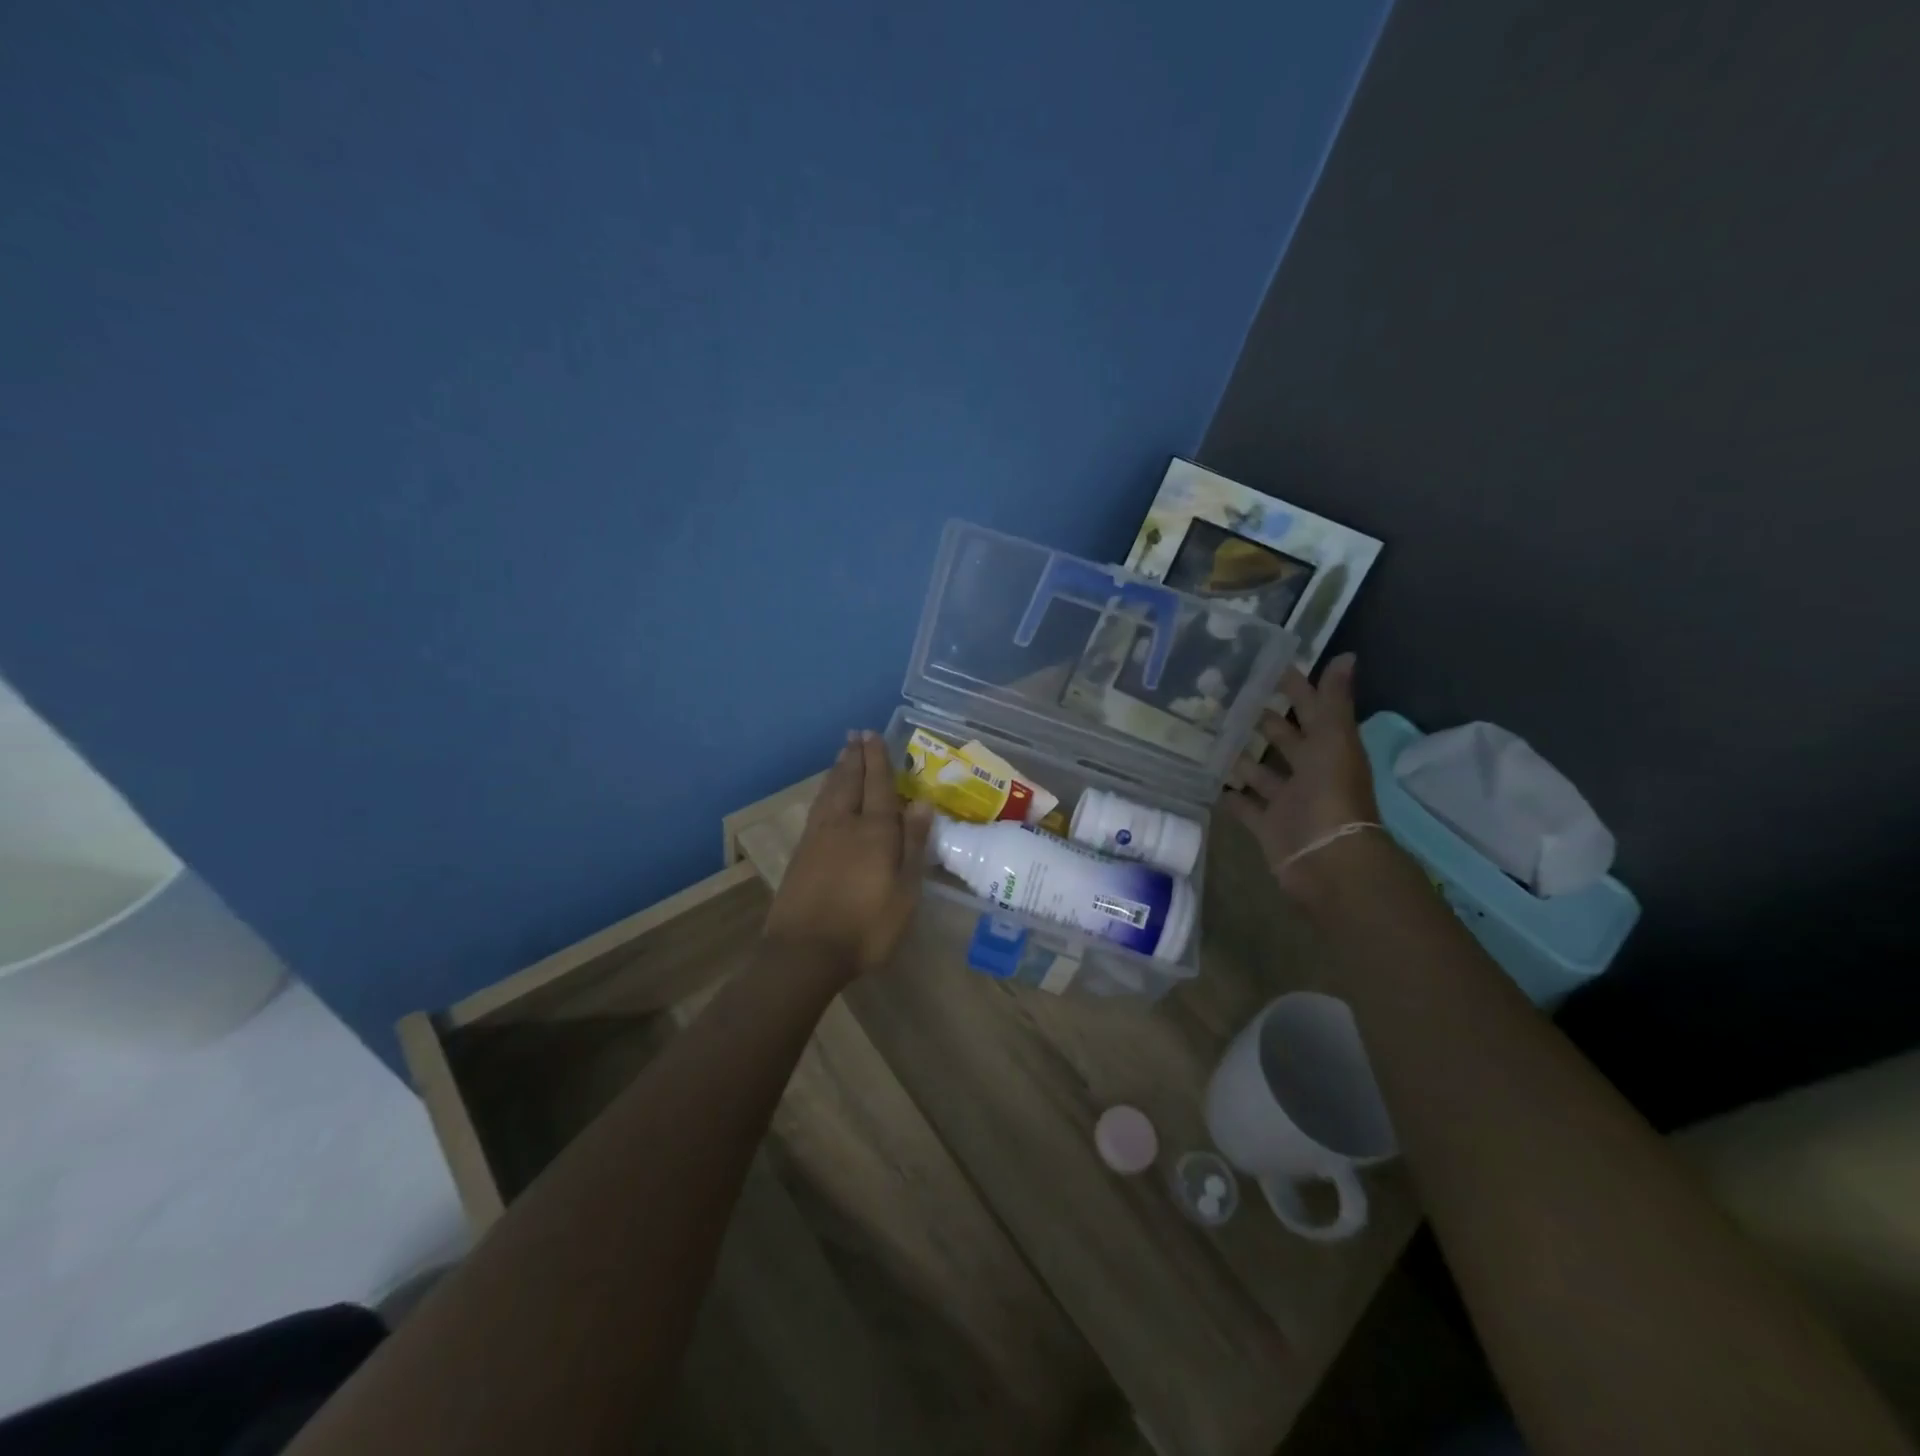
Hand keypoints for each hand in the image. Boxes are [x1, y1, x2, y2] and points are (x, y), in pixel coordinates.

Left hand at [763, 730, 933, 979]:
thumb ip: (912, 845)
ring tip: (843, 753)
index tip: (874, 735)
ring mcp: (818, 837)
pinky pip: (817, 808)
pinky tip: (825, 794)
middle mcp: (844, 824)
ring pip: (829, 792)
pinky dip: (824, 791)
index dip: (878, 759)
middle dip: (855, 757)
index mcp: (874, 831)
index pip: (878, 785)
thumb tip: (921, 803)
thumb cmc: (865, 927)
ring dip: (838, 770)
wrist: (804, 952)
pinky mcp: (801, 853)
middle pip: (849, 782)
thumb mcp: (904, 892)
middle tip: (856, 734)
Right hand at [1219, 654, 1380, 896]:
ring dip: (1240, 755)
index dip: (1294, 687)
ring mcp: (1286, 800)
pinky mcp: (1266, 825)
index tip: (1265, 665)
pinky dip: (1229, 795)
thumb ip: (1333, 701)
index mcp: (1328, 748)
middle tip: (1224, 697)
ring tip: (1207, 732)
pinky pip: (1244, 806)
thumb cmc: (1331, 794)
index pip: (1310, 709)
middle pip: (1284, 740)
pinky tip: (1206, 778)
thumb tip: (1346, 656)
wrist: (1326, 859)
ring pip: (1260, 772)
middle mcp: (1309, 771)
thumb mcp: (1334, 740)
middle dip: (1261, 719)